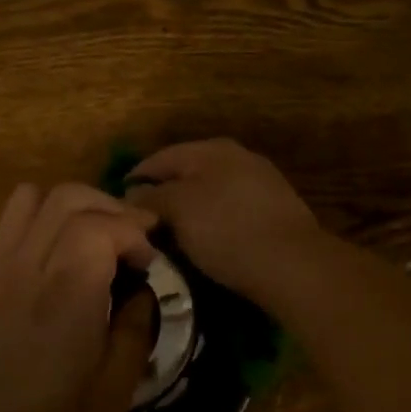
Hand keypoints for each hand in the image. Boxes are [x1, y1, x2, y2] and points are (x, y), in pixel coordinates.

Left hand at [0, 183, 157, 411]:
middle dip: (111, 208)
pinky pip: (9, 219)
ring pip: (36, 197)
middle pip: (71, 198)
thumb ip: (134, 336)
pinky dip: (41, 217)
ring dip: (73, 205)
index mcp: (68, 297)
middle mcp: (29, 267)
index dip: (135, 233)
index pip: (104, 226)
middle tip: (132, 236)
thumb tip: (142, 294)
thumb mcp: (108, 401)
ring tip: (93, 232)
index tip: (148, 262)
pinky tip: (53, 251)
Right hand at [124, 138, 321, 299]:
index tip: (118, 201)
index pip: (161, 157)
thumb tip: (133, 193)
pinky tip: (209, 240)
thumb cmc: (226, 229)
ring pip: (212, 191)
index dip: (136, 177)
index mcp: (211, 148)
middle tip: (143, 219)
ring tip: (172, 233)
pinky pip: (233, 209)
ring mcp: (262, 183)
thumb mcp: (178, 209)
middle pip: (189, 172)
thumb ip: (151, 197)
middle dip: (165, 192)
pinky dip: (215, 220)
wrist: (292, 262)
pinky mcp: (276, 210)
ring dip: (191, 208)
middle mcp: (239, 157)